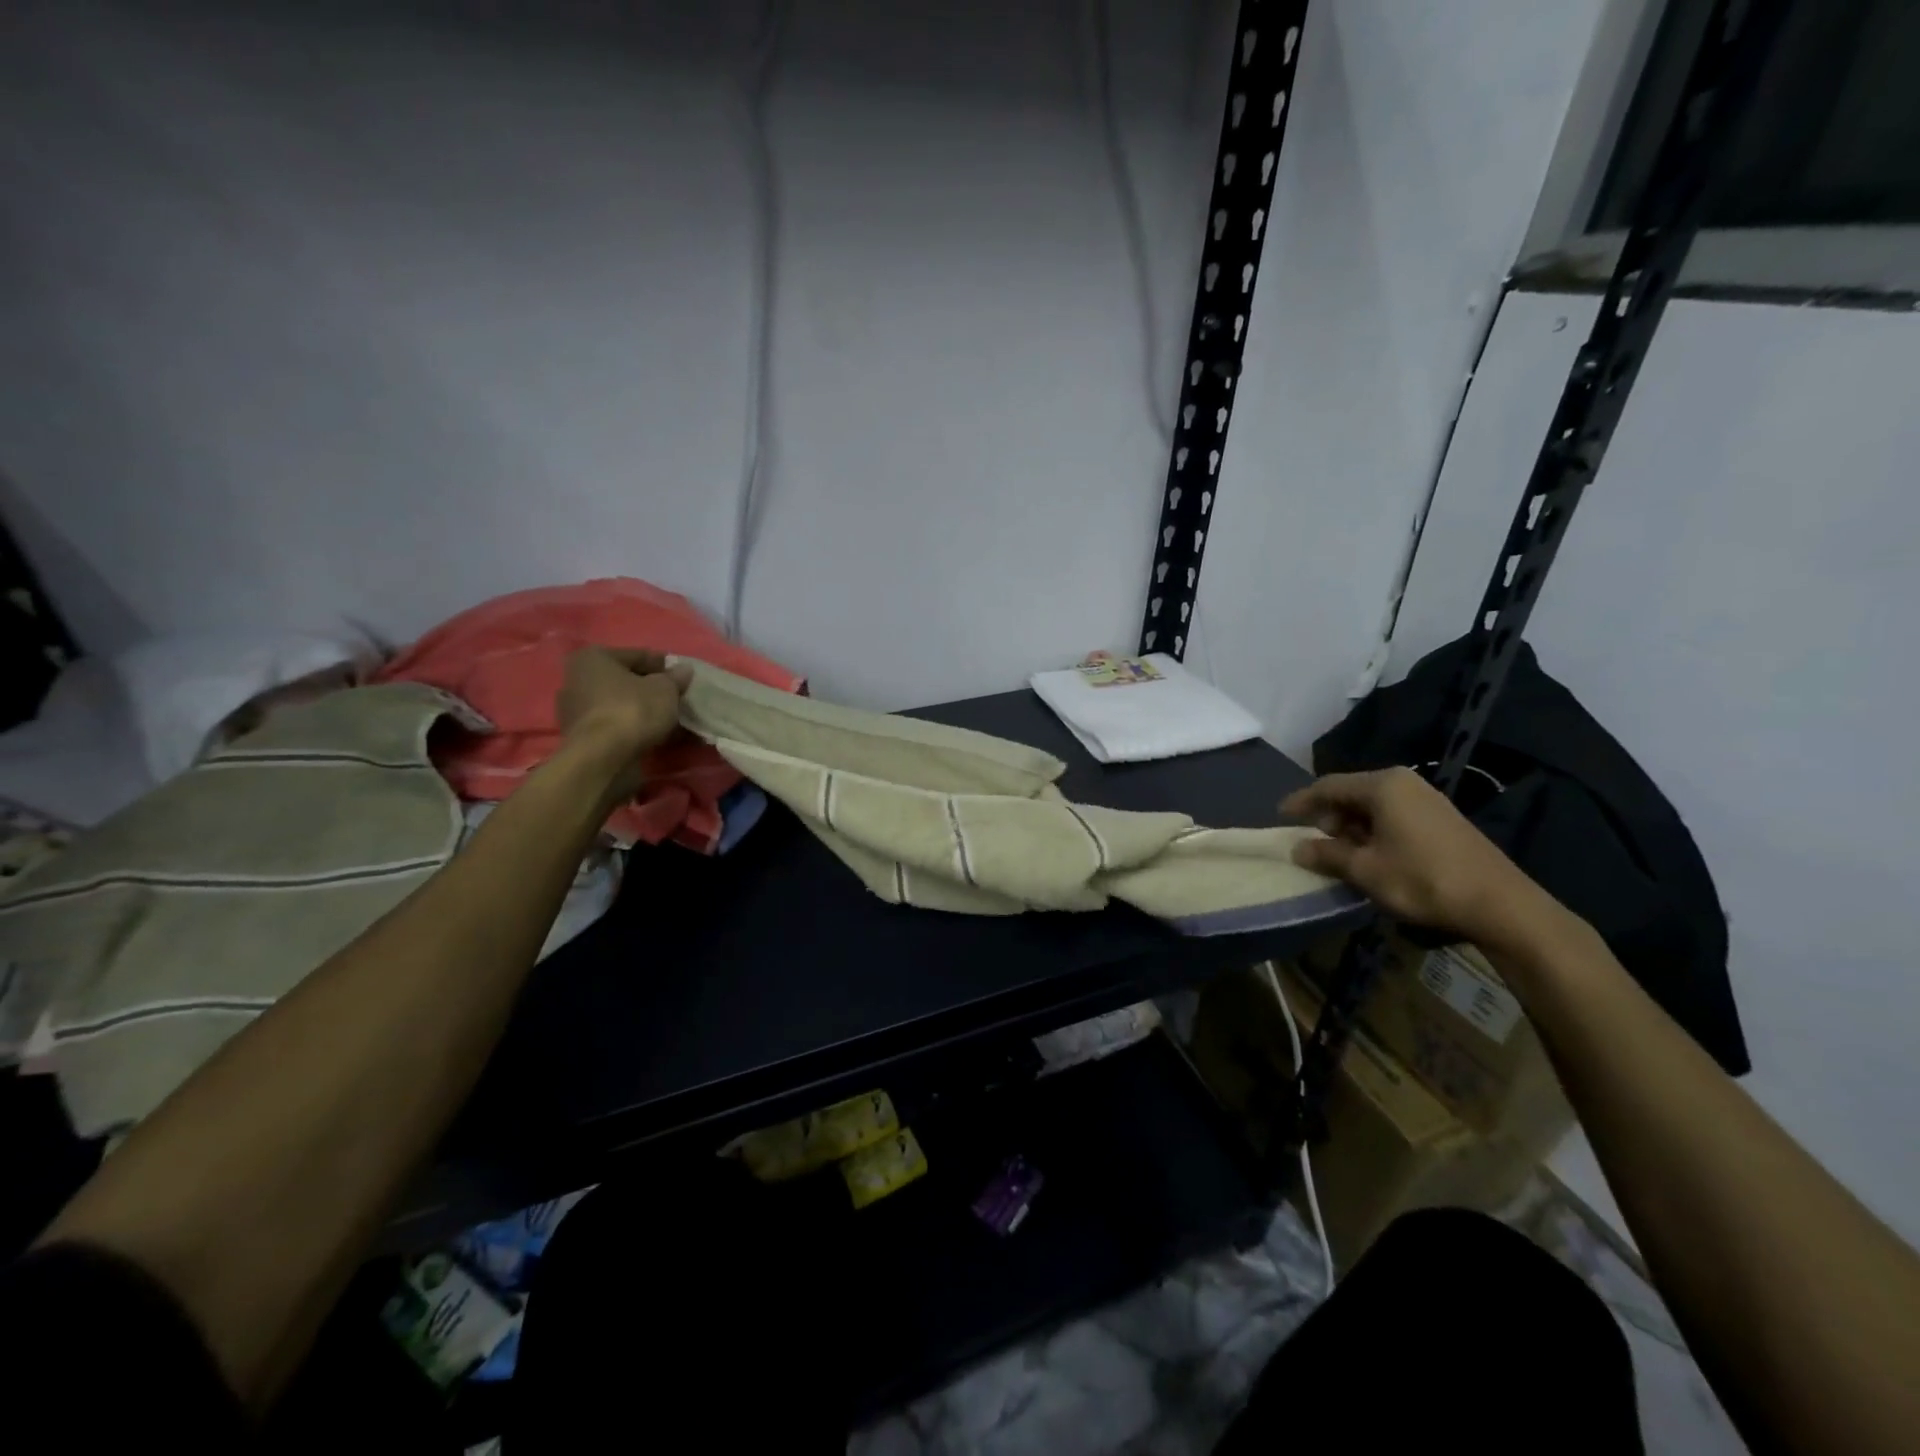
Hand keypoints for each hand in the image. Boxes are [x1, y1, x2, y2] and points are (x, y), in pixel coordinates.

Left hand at [557, 647, 694, 800]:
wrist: (603, 758)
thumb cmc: (633, 710)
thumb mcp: (665, 689)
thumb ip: (675, 678)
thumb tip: (683, 670)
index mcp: (593, 658)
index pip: (638, 655)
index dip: (664, 666)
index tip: (683, 678)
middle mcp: (577, 679)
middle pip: (625, 681)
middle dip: (651, 689)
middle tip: (677, 699)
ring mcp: (575, 710)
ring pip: (620, 705)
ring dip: (644, 711)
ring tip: (671, 720)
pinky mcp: (581, 737)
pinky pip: (615, 725)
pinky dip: (634, 728)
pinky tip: (656, 736)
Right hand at [1282, 767, 1545, 947]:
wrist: (1500, 903)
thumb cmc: (1422, 879)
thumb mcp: (1365, 870)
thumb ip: (1327, 855)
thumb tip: (1298, 849)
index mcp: (1382, 785)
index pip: (1328, 786)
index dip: (1301, 802)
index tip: (1280, 817)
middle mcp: (1403, 782)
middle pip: (1351, 793)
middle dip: (1328, 816)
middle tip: (1314, 843)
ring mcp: (1426, 799)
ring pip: (1373, 806)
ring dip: (1351, 827)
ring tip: (1341, 854)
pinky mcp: (1441, 819)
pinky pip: (1393, 815)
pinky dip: (1374, 831)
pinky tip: (1371, 856)